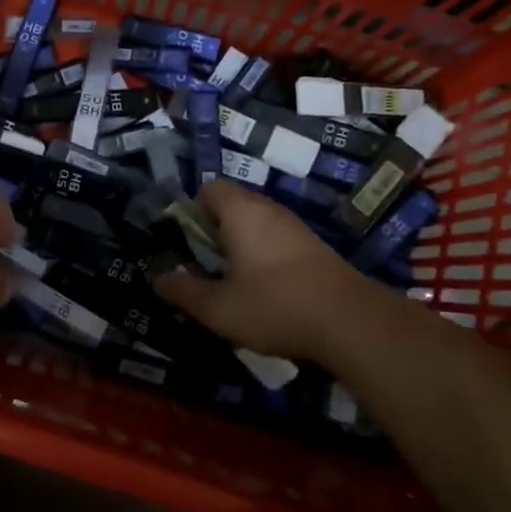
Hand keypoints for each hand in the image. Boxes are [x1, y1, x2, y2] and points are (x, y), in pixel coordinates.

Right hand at [153, 181, 361, 360]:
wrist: (351, 322)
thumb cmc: (274, 305)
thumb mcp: (217, 308)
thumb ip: (183, 292)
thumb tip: (158, 280)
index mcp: (241, 212)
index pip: (209, 189)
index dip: (192, 212)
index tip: (188, 245)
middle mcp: (269, 210)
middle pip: (232, 207)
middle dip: (214, 234)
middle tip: (206, 269)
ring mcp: (296, 228)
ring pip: (257, 226)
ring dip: (241, 248)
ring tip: (233, 285)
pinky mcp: (315, 248)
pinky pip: (277, 242)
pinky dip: (266, 259)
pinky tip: (267, 294)